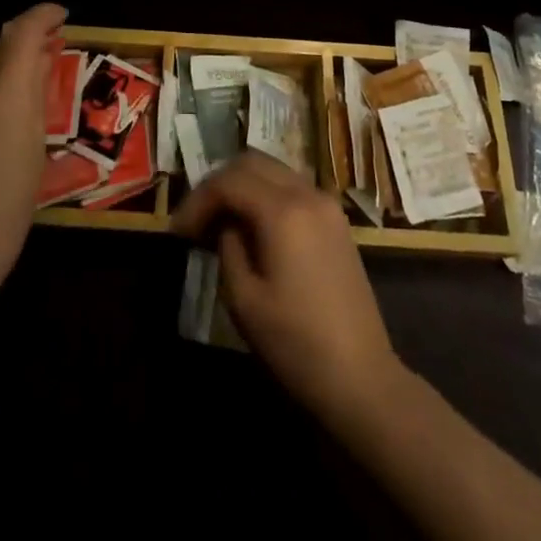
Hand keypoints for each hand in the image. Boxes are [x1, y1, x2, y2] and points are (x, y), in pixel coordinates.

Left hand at [0, 3, 66, 318]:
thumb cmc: (8, 211)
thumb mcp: (35, 151)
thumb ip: (35, 96)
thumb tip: (39, 61)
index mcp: (3, 94)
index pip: (22, 32)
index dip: (42, 15)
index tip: (58, 15)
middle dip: (19, 57)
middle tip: (41, 67)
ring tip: (1, 140)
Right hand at [172, 152, 400, 417]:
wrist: (362, 378)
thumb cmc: (297, 344)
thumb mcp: (244, 300)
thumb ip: (228, 247)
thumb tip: (226, 224)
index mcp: (283, 211)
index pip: (229, 181)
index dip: (198, 200)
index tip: (178, 231)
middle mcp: (307, 193)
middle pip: (252, 162)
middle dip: (218, 184)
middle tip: (197, 218)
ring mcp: (326, 204)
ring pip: (273, 170)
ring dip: (242, 185)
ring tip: (220, 220)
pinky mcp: (336, 220)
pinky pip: (292, 187)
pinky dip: (266, 194)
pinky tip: (253, 226)